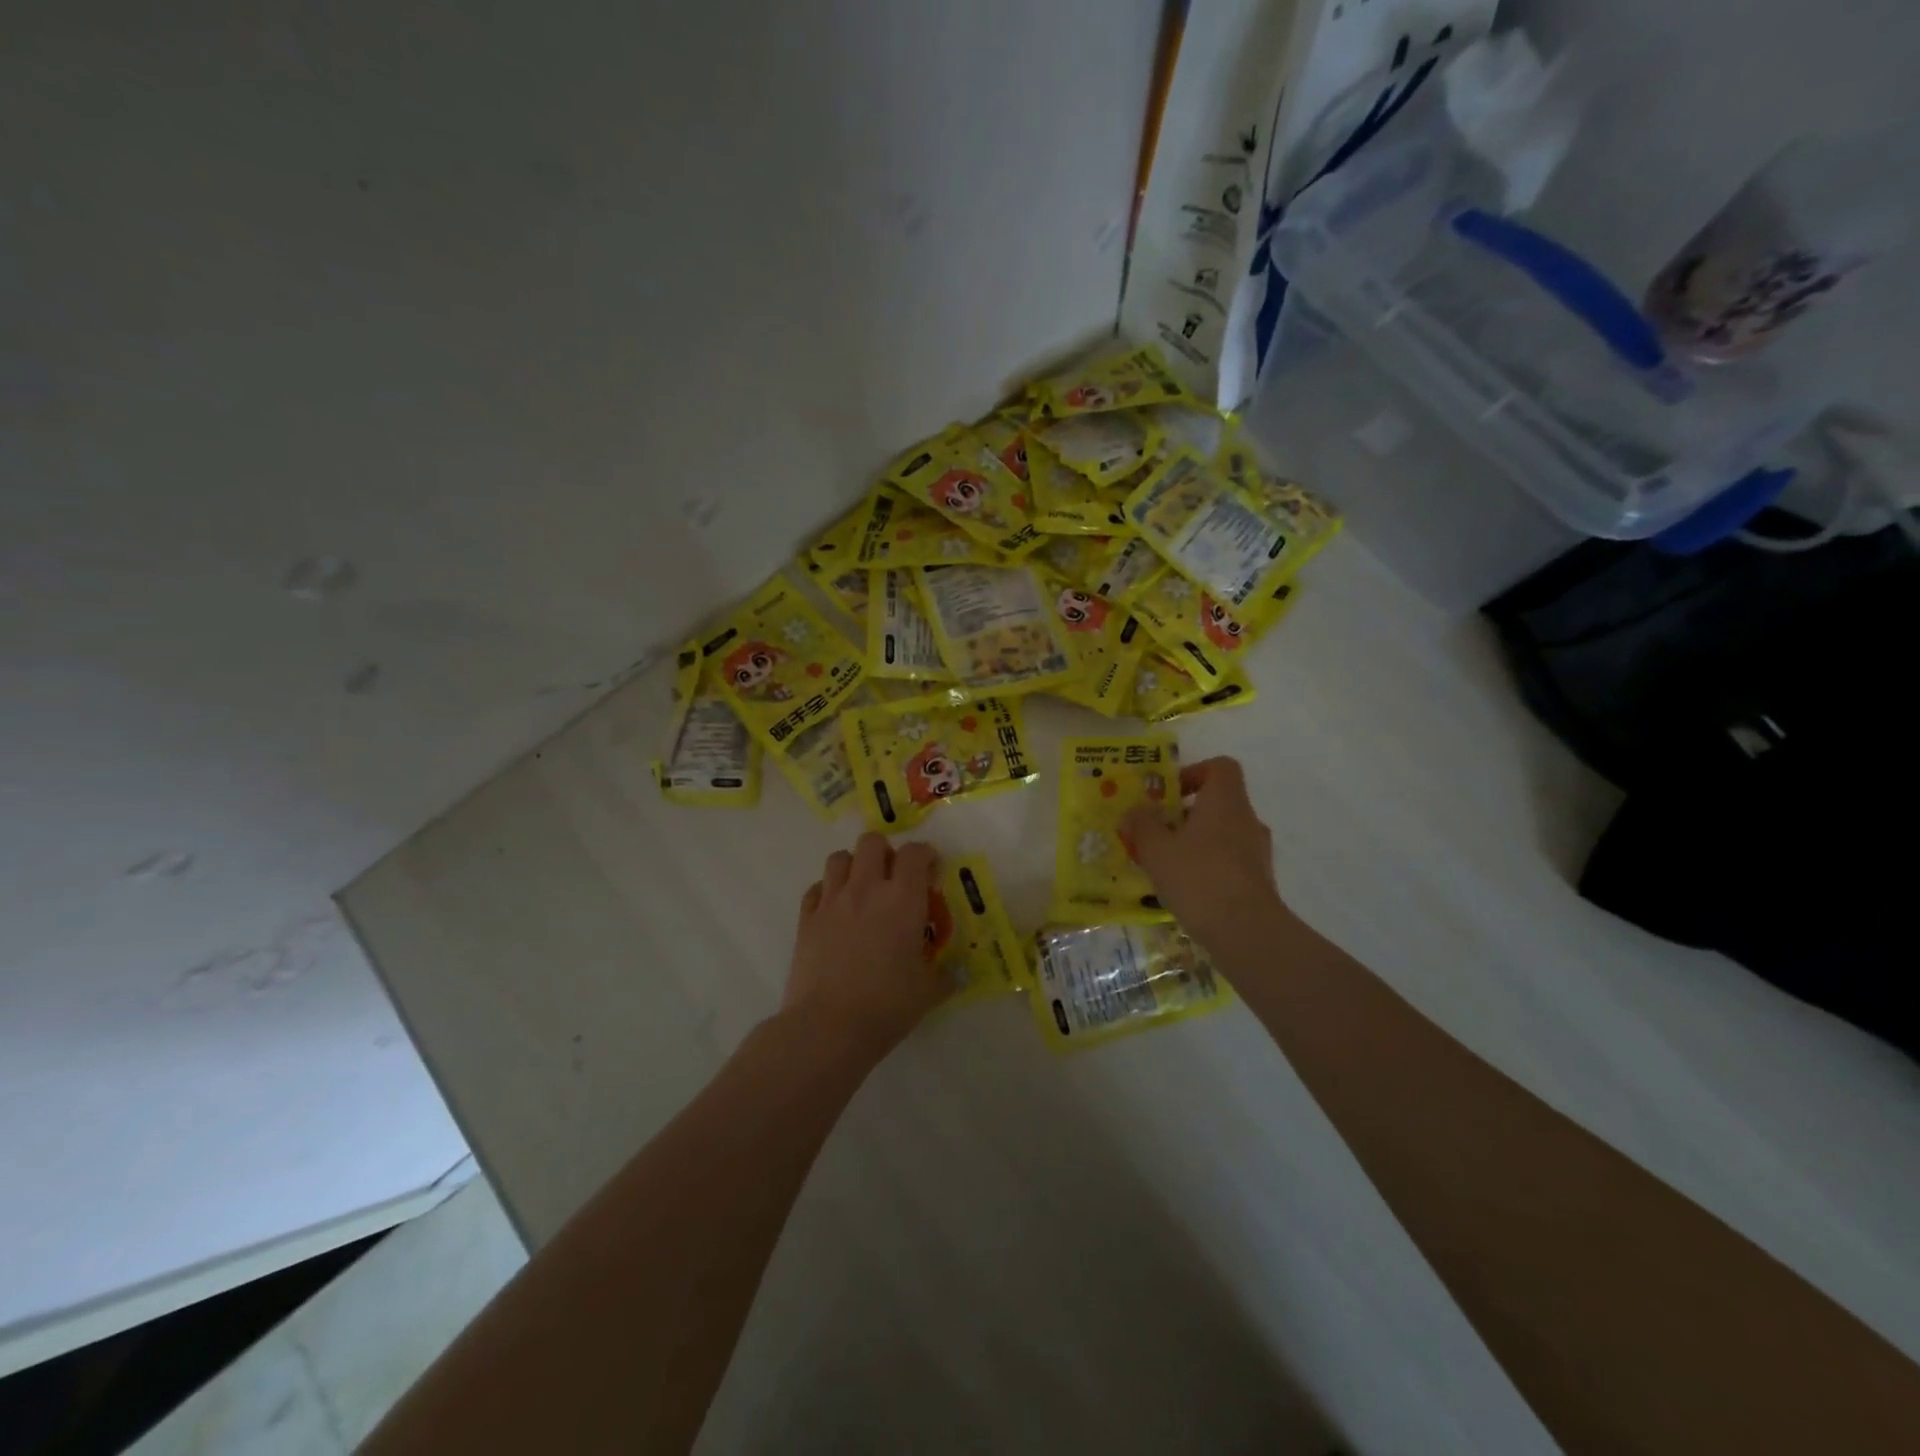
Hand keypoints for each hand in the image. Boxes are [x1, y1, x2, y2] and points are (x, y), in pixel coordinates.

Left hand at [783, 832, 948, 1058]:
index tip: (931, 872)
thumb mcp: (928, 991)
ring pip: (839, 858)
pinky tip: (834, 912)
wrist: (828, 1027)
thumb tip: (958, 973)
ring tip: (861, 889)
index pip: (915, 853)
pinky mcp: (806, 919)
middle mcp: (866, 888)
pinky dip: (826, 892)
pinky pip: (815, 889)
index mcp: (903, 898)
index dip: (925, 855)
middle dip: (885, 852)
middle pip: (872, 842)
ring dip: (853, 866)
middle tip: (893, 878)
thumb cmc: (887, 1006)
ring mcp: (832, 901)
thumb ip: (945, 975)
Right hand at [1121, 757, 1289, 945]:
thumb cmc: (1198, 877)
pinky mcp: (1259, 881)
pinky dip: (1208, 867)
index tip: (1169, 795)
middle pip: (1217, 803)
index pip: (1221, 767)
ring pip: (1222, 834)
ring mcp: (1257, 852)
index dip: (1194, 772)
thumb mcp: (1156, 849)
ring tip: (1166, 866)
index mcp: (1225, 801)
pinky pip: (1229, 862)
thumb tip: (1135, 811)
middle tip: (1156, 834)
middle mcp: (1247, 820)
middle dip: (1184, 815)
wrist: (1246, 931)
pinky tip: (1186, 890)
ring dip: (1195, 843)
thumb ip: (1142, 825)